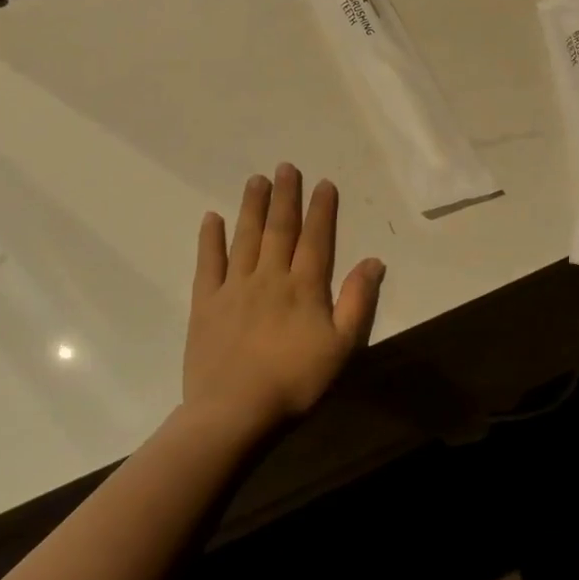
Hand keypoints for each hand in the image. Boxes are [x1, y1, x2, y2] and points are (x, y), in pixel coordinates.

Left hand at [184, 164, 385, 435]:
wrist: (234, 412)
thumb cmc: (295, 382)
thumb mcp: (342, 347)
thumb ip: (357, 301)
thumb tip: (373, 260)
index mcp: (304, 287)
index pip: (316, 238)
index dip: (320, 209)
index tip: (322, 183)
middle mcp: (270, 277)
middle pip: (279, 229)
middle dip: (285, 196)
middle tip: (286, 166)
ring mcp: (234, 288)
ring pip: (246, 238)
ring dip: (252, 207)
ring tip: (256, 180)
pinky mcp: (205, 304)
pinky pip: (208, 264)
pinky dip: (210, 239)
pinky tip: (212, 218)